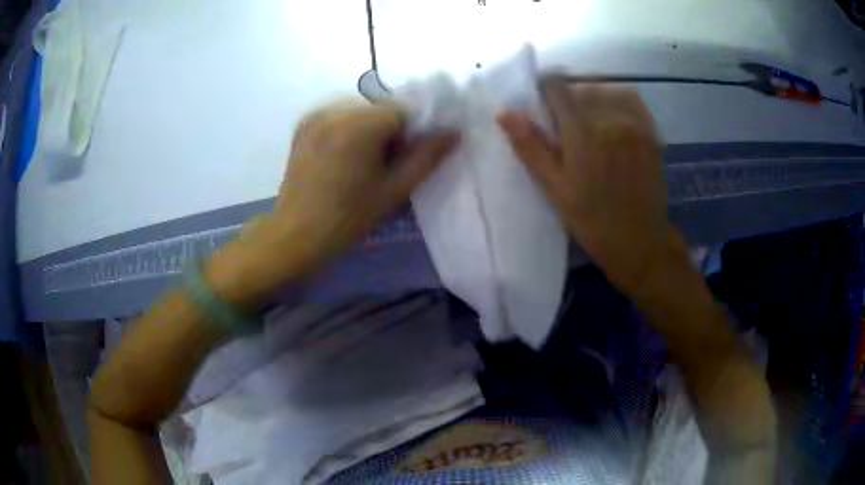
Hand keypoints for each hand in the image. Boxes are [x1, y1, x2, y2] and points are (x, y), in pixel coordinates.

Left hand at [209, 101, 457, 306]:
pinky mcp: (303, 124)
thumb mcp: (394, 190)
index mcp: (360, 124)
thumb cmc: (348, 218)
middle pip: (380, 109)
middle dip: (388, 131)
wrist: (295, 234)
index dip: (409, 135)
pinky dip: (348, 129)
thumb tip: (454, 131)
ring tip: (358, 163)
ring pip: (360, 111)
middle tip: (381, 166)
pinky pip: (338, 116)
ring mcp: (315, 114)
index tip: (401, 162)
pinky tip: (340, 158)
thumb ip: (427, 157)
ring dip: (368, 130)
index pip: (403, 110)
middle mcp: (335, 109)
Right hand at [498, 79, 676, 295]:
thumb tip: (504, 113)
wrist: (641, 242)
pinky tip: (613, 119)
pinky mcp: (650, 132)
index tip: (543, 108)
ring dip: (593, 99)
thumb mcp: (555, 189)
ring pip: (606, 91)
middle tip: (567, 127)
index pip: (557, 87)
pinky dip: (617, 101)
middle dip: (569, 100)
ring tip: (590, 122)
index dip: (545, 92)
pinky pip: (632, 101)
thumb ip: (531, 148)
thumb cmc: (593, 221)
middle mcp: (610, 118)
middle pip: (581, 88)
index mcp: (582, 132)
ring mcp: (634, 124)